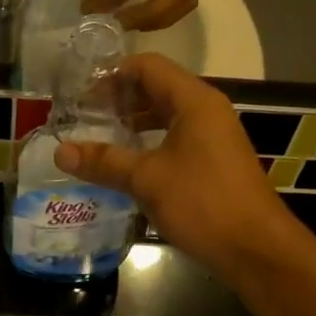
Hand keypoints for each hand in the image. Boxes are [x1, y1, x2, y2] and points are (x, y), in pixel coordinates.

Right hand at [55, 54, 298, 283]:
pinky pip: (175, 139)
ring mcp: (213, 136)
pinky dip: (149, 143)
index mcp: (194, 101)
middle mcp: (206, 110)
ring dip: (132, 123)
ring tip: (98, 140)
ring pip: (165, 116)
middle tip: (83, 118)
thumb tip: (60, 151)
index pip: (147, 66)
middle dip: (119, 100)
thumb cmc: (203, 203)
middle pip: (156, 88)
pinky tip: (127, 165)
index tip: (81, 97)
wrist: (256, 249)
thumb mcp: (147, 180)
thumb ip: (104, 161)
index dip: (111, 76)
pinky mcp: (213, 161)